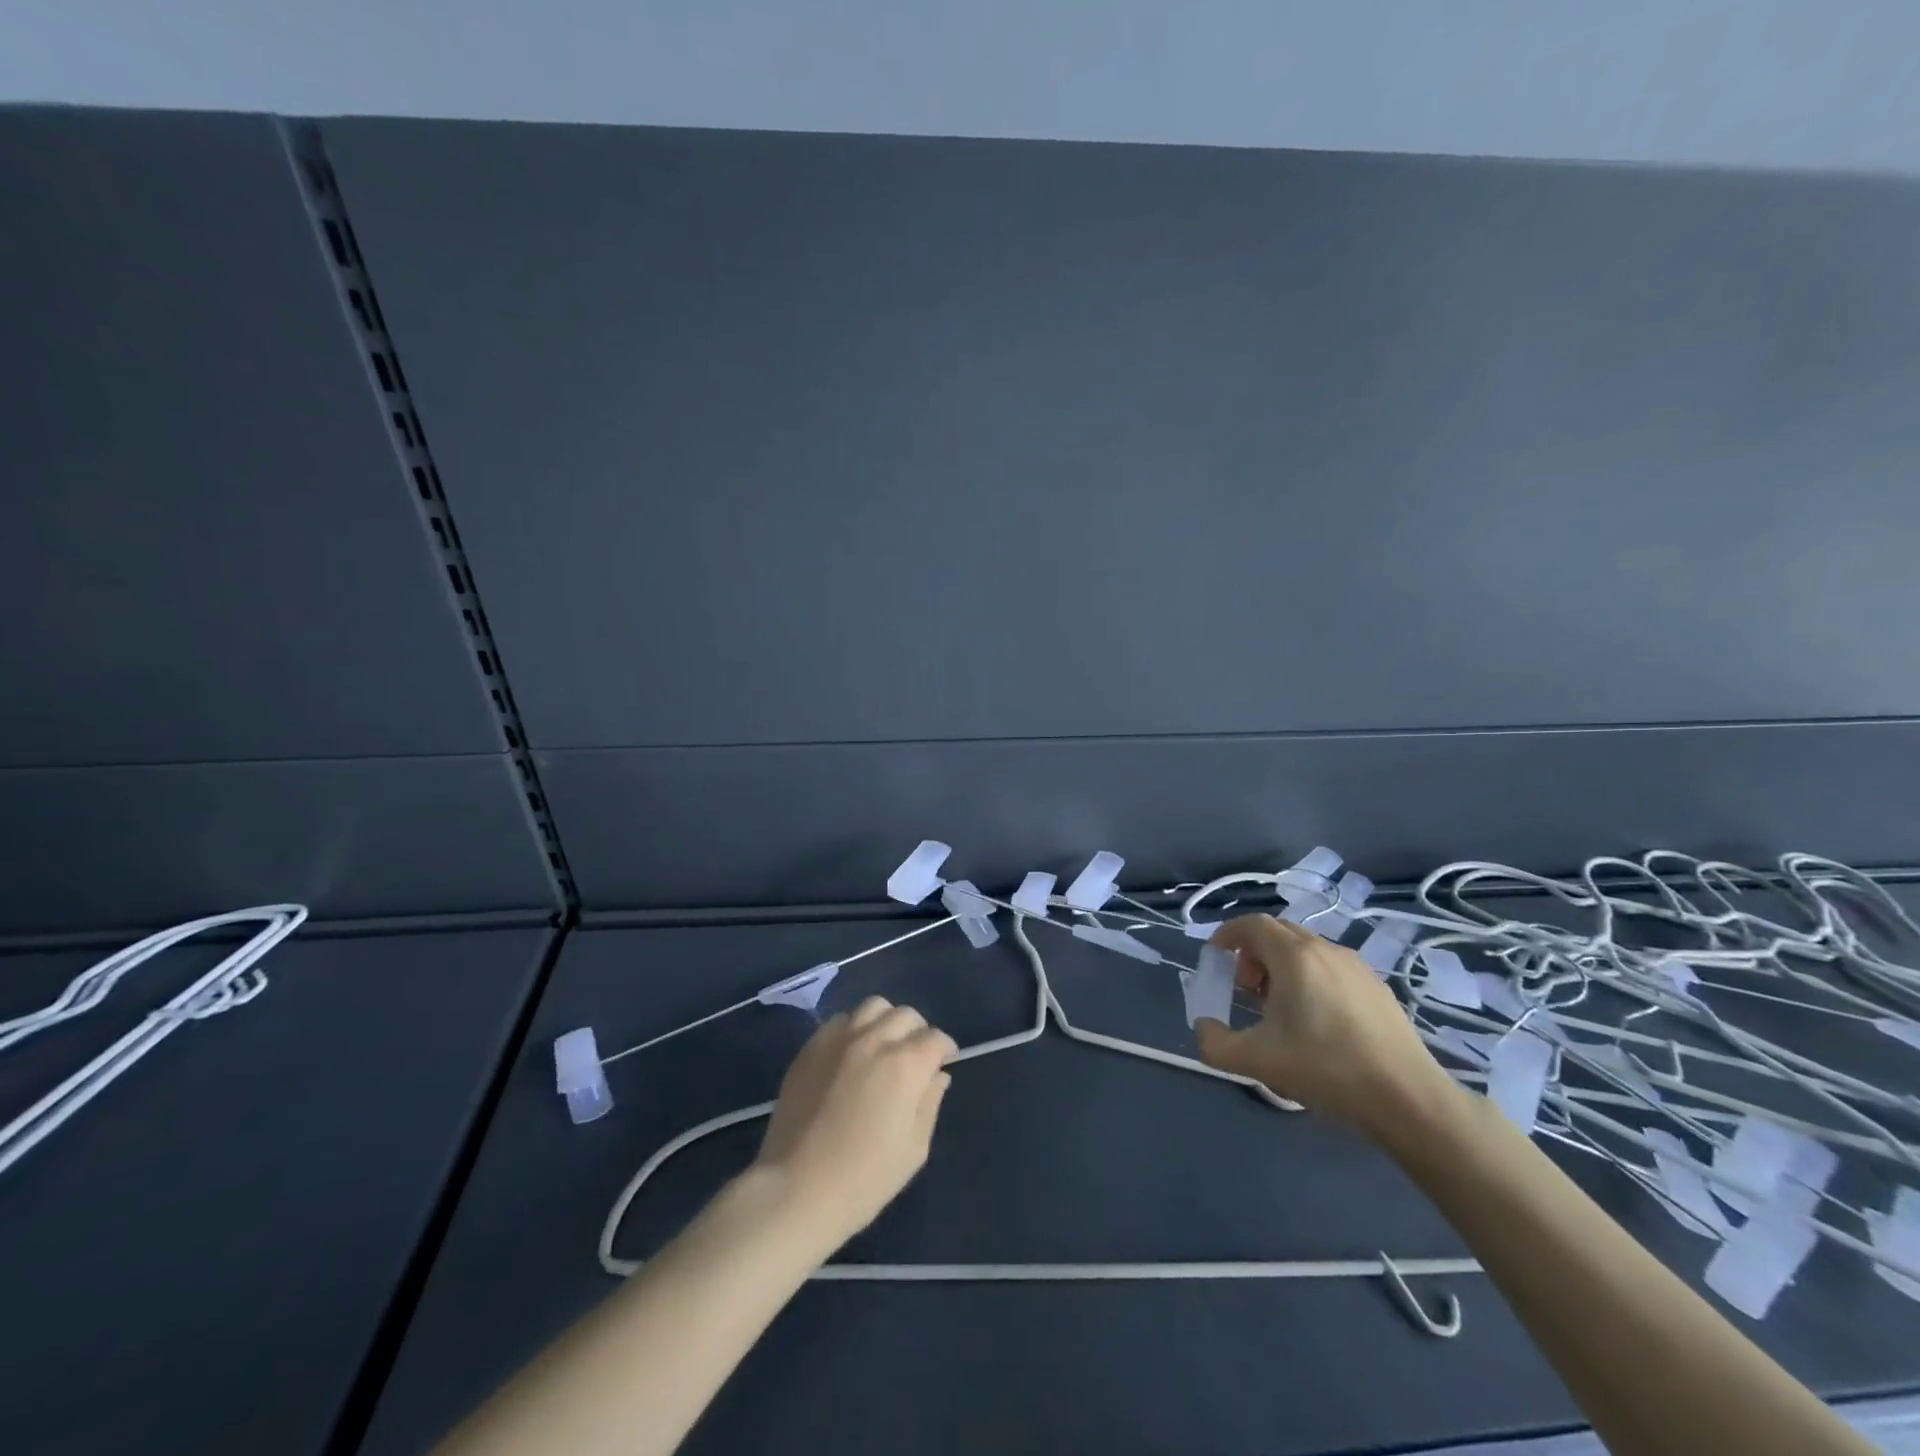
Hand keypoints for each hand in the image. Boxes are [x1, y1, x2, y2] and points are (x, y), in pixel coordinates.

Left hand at [750, 996, 956, 1248]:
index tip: (944, 1063)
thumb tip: (938, 1075)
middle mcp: (874, 1040)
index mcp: (905, 1065)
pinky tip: (851, 1053)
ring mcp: (838, 1039)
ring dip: (886, 1021)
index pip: (935, 1038)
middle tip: (915, 1057)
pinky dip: (854, 1028)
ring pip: (873, 1007)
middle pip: (906, 1015)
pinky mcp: (811, 1047)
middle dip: (918, 1032)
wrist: (796, 1189)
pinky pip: (840, 1020)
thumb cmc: (865, 1178)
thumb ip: (930, 1103)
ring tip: (883, 1046)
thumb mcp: (914, 1149)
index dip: (945, 1049)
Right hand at [1193, 914, 1455, 1137]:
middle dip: (1253, 952)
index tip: (1216, 958)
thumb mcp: (1256, 1061)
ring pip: (1307, 950)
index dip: (1228, 934)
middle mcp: (1325, 950)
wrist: (1408, 1099)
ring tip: (1281, 1008)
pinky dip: (1311, 978)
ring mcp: (1357, 967)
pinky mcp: (1378, 988)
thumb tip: (1204, 1027)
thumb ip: (1214, 1043)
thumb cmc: (1326, 1069)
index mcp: (1294, 956)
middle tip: (1246, 989)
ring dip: (1282, 966)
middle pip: (1279, 932)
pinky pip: (1332, 968)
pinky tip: (1318, 1022)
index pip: (1252, 924)